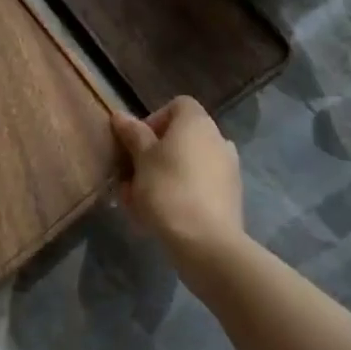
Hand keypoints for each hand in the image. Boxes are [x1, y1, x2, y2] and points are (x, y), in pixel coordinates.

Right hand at [110, 96, 246, 275]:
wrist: (207, 243)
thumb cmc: (168, 190)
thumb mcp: (141, 159)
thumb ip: (132, 134)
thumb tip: (120, 115)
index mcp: (197, 122)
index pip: (176, 106)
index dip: (153, 121)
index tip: (136, 144)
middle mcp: (217, 138)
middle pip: (180, 138)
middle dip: (153, 155)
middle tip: (131, 178)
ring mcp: (228, 169)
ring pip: (187, 165)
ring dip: (163, 177)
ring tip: (139, 203)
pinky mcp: (230, 197)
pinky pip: (199, 187)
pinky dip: (181, 194)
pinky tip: (160, 218)